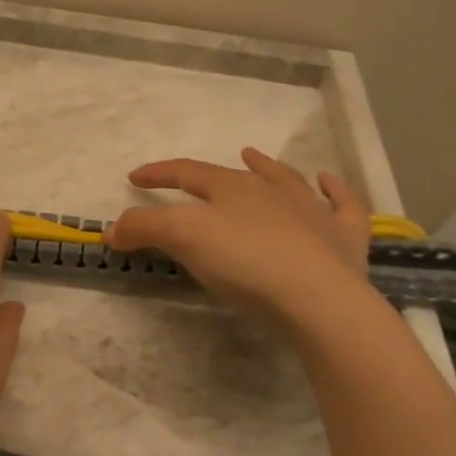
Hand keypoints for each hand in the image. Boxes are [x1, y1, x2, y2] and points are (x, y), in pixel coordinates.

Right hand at [106, 148, 376, 333]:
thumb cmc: (246, 263)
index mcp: (231, 188)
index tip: (134, 178)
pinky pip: (343, 206)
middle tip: (191, 176)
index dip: (158, 174)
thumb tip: (111, 229)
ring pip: (288, 181)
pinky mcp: (344, 239)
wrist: (320, 299)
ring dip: (268, 168)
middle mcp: (272, 191)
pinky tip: (328, 183)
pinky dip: (336, 192)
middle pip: (235, 175)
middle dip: (209, 174)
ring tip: (255, 157)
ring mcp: (313, 212)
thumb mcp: (183, 239)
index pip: (186, 172)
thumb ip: (144, 229)